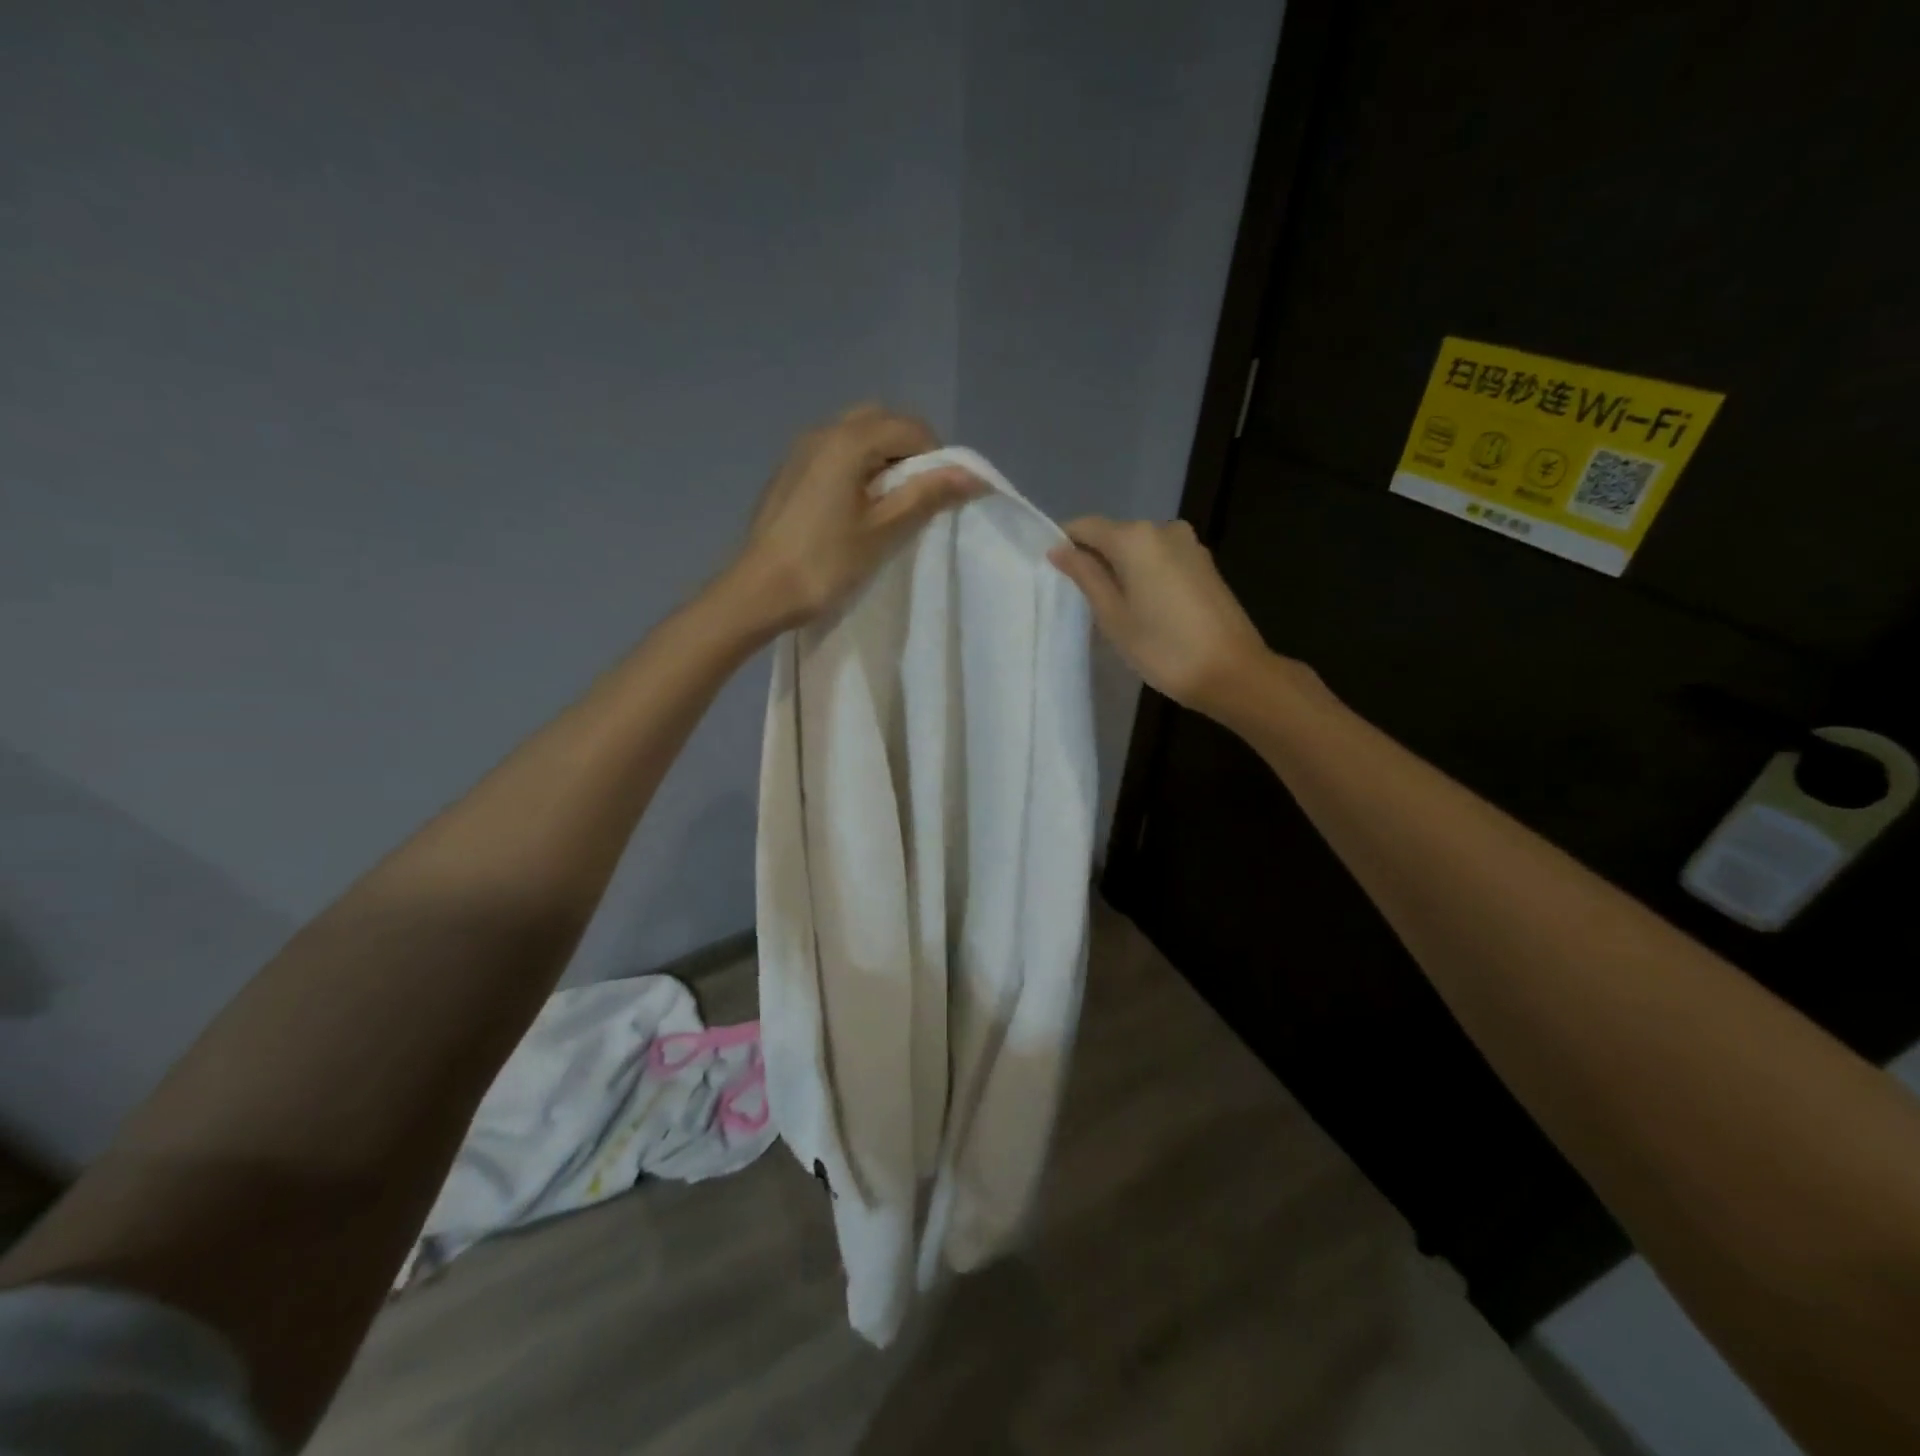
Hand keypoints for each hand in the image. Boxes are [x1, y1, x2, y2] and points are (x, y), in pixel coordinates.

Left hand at [722, 404, 984, 631]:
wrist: (759, 591)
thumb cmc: (825, 563)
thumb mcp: (883, 531)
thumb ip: (926, 495)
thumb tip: (973, 475)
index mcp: (848, 441)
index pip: (910, 427)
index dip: (936, 457)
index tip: (939, 496)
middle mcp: (822, 431)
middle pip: (881, 420)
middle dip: (908, 450)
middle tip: (916, 496)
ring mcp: (801, 449)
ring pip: (856, 434)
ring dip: (882, 457)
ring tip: (888, 503)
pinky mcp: (789, 471)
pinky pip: (834, 451)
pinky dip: (856, 465)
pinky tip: (855, 506)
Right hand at [1048, 517, 1271, 718]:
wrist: (1231, 672)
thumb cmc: (1163, 648)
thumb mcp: (1113, 616)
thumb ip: (1086, 576)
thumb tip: (1060, 550)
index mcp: (1135, 538)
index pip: (1086, 526)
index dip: (1065, 545)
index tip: (1053, 574)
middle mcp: (1163, 529)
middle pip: (1114, 535)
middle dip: (1095, 559)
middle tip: (1081, 600)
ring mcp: (1188, 545)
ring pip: (1138, 549)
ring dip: (1121, 569)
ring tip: (1112, 609)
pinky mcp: (1204, 563)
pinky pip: (1160, 560)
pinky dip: (1144, 575)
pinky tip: (1143, 609)